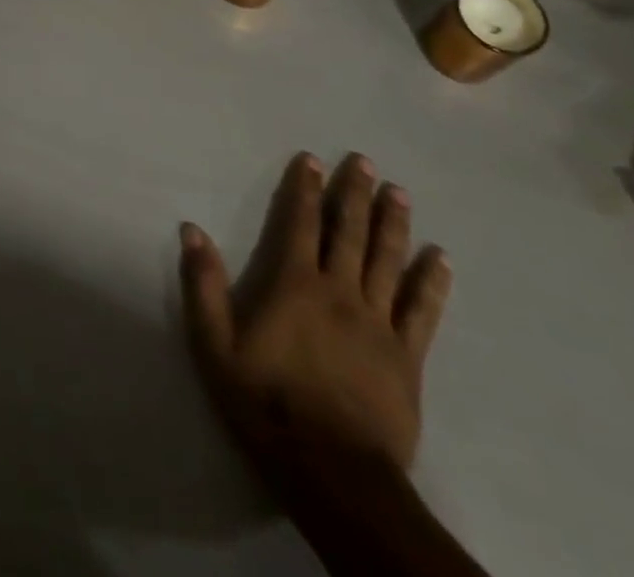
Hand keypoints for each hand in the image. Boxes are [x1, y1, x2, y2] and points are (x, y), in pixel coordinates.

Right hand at [180, 152, 452, 476]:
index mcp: (295, 284)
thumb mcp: (216, 345)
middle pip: (350, 232)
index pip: (300, 223)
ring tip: (399, 192)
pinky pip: (423, 311)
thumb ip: (204, 285)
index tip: (312, 160)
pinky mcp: (407, 357)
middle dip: (355, 194)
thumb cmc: (266, 402)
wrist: (333, 472)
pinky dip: (432, 282)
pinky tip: (441, 259)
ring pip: (389, 261)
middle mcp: (340, 292)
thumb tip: (191, 229)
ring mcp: (378, 323)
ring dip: (393, 223)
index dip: (305, 189)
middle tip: (365, 161)